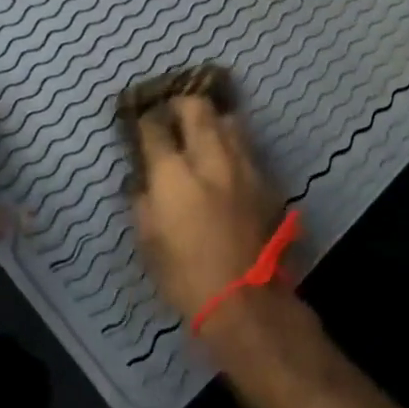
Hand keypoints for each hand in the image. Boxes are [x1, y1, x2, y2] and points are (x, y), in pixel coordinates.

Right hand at [130, 95, 281, 321]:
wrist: (245, 302)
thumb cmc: (184, 276)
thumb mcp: (147, 239)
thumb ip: (142, 199)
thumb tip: (145, 178)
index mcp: (173, 174)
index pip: (154, 126)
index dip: (145, 120)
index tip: (142, 122)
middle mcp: (210, 159)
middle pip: (197, 108)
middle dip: (180, 105)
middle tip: (172, 115)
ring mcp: (243, 167)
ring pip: (229, 121)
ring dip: (212, 122)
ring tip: (202, 134)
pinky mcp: (266, 182)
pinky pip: (247, 150)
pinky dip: (232, 148)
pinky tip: (226, 164)